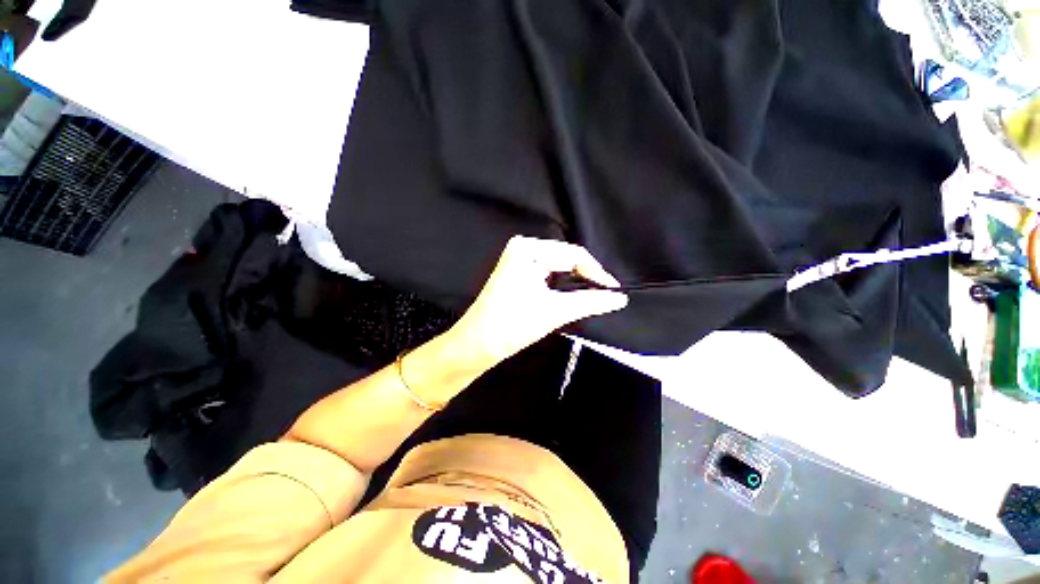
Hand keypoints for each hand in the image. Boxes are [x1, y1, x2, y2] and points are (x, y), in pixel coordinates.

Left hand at [448, 236, 628, 364]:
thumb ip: (590, 301)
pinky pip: (547, 272)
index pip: (573, 254)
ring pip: (557, 266)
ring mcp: (517, 259)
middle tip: (606, 295)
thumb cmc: (513, 324)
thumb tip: (620, 298)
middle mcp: (523, 248)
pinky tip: (572, 294)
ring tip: (593, 295)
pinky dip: (561, 284)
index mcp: (529, 249)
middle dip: (586, 276)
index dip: (597, 272)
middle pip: (565, 258)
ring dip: (575, 281)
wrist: (476, 344)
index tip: (615, 291)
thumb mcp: (555, 311)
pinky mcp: (516, 272)